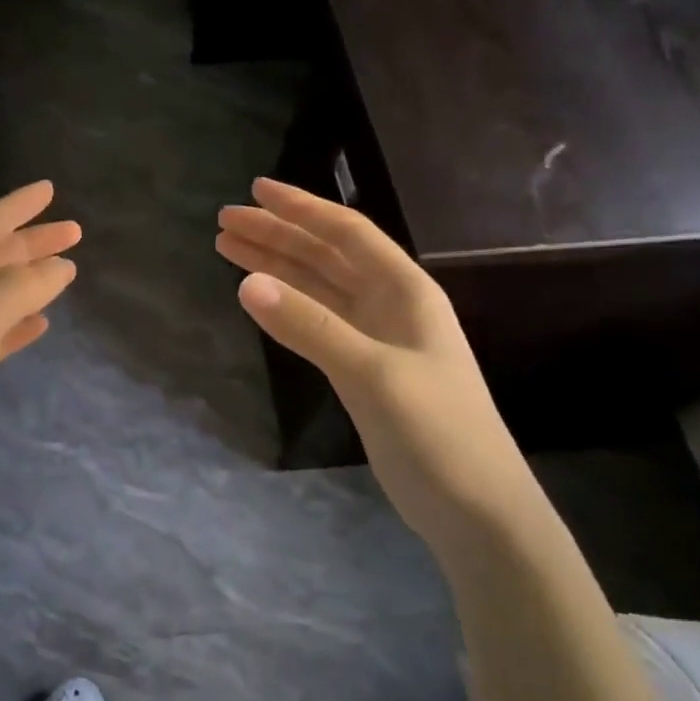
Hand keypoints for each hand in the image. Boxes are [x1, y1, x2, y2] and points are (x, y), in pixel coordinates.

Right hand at [217, 178, 542, 549]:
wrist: (476, 510)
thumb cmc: (437, 434)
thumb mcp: (372, 375)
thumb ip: (309, 327)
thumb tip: (246, 284)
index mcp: (406, 291)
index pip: (346, 234)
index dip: (300, 209)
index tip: (254, 191)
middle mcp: (390, 305)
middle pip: (325, 256)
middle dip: (276, 235)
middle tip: (223, 221)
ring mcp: (376, 338)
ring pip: (317, 288)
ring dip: (275, 266)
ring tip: (227, 249)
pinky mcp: (362, 369)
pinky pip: (316, 321)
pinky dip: (286, 305)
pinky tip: (259, 297)